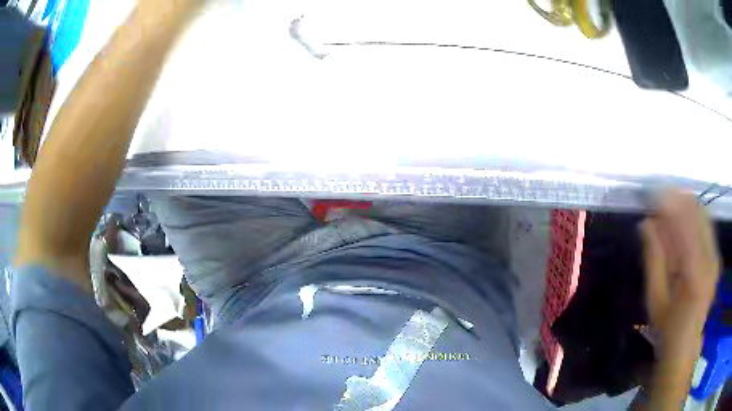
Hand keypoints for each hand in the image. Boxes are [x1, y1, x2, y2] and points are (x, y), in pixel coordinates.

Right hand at [641, 190, 719, 350]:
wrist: (686, 344)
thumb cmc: (667, 328)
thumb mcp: (655, 299)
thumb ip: (653, 260)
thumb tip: (646, 223)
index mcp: (695, 275)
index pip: (685, 226)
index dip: (670, 205)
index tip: (653, 195)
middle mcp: (710, 260)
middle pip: (697, 214)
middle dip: (678, 201)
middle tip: (659, 198)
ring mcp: (715, 257)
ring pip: (703, 215)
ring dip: (686, 206)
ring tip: (669, 206)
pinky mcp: (716, 256)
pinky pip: (707, 225)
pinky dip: (694, 216)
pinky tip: (682, 219)